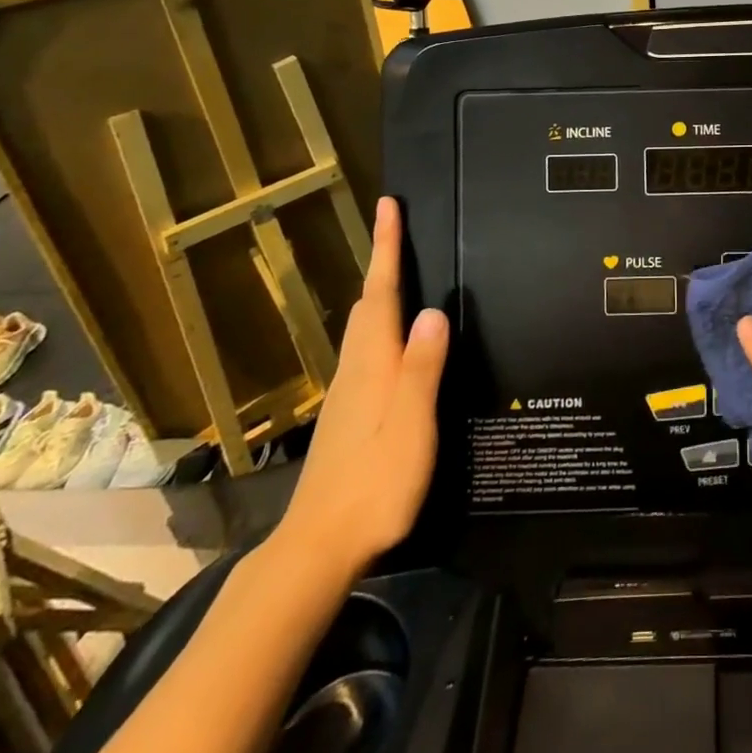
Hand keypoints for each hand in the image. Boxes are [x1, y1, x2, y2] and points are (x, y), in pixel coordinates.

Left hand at [273, 197, 447, 577]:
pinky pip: (366, 351)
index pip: (382, 293)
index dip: (387, 248)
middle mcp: (356, 370)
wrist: (318, 547)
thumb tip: (433, 309)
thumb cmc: (373, 484)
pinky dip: (379, 325)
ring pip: (364, 327)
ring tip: (397, 271)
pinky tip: (392, 341)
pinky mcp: (346, 416)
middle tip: (395, 227)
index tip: (388, 205)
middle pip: (368, 304)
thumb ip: (421, 368)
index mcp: (373, 365)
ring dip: (379, 291)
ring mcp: (347, 394)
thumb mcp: (410, 425)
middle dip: (382, 262)